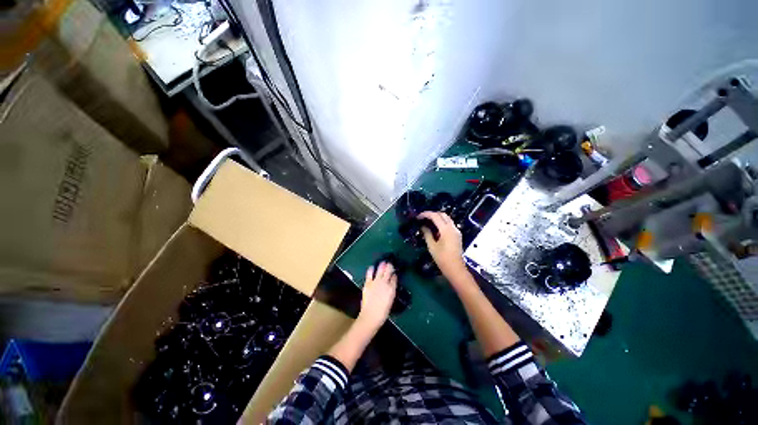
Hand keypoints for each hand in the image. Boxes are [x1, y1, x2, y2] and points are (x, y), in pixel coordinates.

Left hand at [357, 262, 396, 330]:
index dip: (394, 275)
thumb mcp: (390, 302)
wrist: (371, 316)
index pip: (394, 278)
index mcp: (392, 289)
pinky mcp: (368, 283)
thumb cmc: (382, 313)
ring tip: (383, 262)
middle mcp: (385, 283)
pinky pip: (370, 273)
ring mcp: (376, 282)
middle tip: (390, 264)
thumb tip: (390, 287)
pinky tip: (372, 267)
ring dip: (382, 266)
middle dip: (389, 267)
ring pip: (380, 270)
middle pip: (388, 271)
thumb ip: (390, 292)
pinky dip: (371, 269)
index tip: (394, 273)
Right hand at [418, 211, 465, 276]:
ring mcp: (456, 231)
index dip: (426, 214)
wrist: (455, 268)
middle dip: (432, 214)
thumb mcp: (432, 246)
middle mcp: (453, 228)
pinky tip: (435, 228)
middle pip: (442, 214)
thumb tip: (423, 226)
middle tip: (423, 218)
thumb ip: (427, 234)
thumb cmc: (442, 258)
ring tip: (427, 222)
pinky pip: (449, 224)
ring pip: (447, 218)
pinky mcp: (457, 235)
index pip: (435, 216)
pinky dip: (442, 223)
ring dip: (437, 218)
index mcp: (446, 230)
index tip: (418, 217)